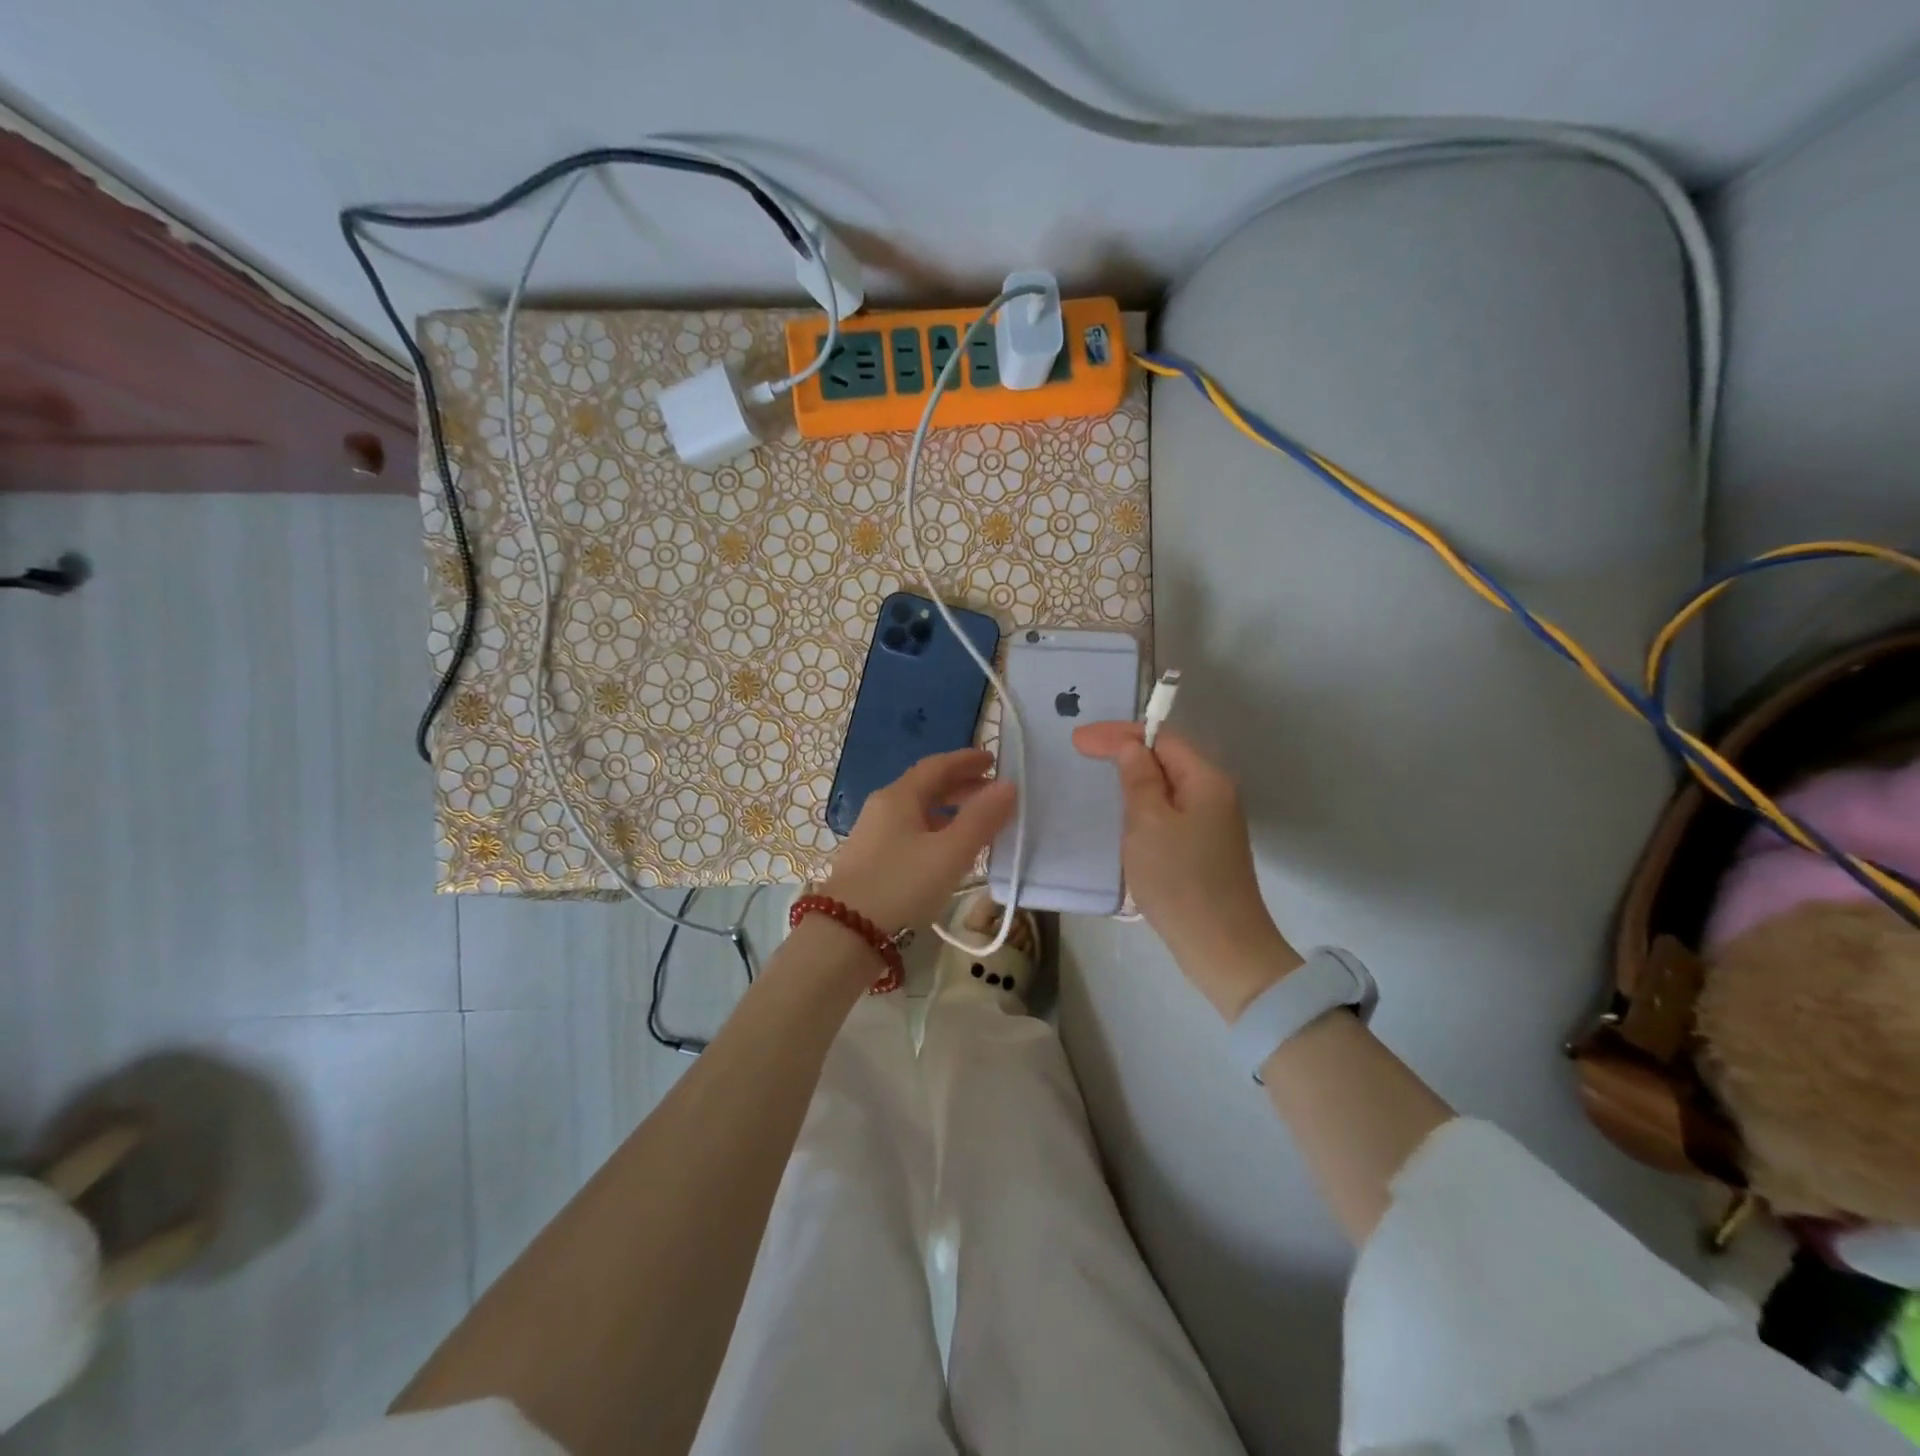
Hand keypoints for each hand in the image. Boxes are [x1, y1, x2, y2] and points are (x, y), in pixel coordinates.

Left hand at [824, 748, 1016, 932]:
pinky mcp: (870, 860)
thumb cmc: (902, 885)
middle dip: (960, 785)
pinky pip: (909, 831)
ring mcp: (872, 834)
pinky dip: (935, 830)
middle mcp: (882, 808)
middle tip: (991, 792)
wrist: (846, 933)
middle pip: (925, 786)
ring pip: (917, 811)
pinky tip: (947, 851)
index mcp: (899, 797)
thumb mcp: (950, 853)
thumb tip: (1007, 786)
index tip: (993, 760)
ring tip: (976, 822)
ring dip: (948, 810)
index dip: (966, 760)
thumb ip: (981, 819)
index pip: (936, 766)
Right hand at [1073, 721, 1300, 1018]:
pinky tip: (1124, 812)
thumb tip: (1131, 747)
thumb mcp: (1148, 823)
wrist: (1221, 947)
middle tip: (1082, 751)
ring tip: (1098, 776)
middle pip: (1167, 756)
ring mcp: (1212, 821)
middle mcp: (1215, 793)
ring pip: (1167, 784)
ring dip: (1133, 776)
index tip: (1077, 740)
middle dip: (1125, 749)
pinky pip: (1170, 809)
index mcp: (1206, 780)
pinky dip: (1144, 803)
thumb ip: (1138, 779)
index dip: (1118, 734)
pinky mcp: (1204, 846)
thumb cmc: (1179, 880)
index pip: (1161, 738)